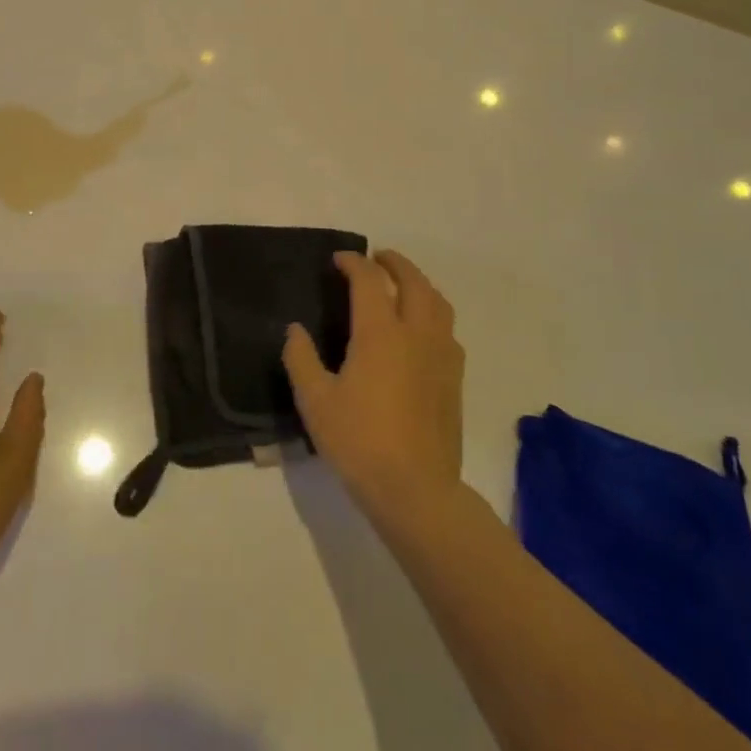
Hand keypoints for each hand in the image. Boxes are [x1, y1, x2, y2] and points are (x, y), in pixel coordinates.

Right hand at [283, 250, 464, 519]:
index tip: (338, 260)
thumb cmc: (359, 442)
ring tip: (402, 285)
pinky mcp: (454, 379)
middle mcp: (416, 335)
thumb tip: (295, 330)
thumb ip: (301, 359)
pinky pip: (447, 330)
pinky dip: (433, 313)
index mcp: (380, 334)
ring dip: (419, 284)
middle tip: (376, 258)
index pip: (369, 281)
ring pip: (438, 303)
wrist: (415, 491)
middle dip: (395, 263)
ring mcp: (441, 356)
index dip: (353, 263)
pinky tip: (420, 330)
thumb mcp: (315, 401)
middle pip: (413, 282)